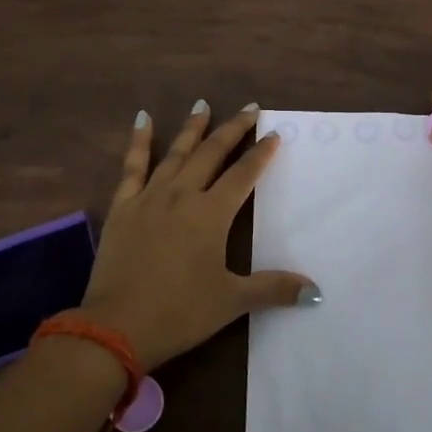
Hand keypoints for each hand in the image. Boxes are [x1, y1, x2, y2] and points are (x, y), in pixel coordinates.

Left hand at [74, 101, 316, 371]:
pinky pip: (132, 166)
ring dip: (192, 128)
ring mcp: (150, 197)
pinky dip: (139, 141)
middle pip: (212, 153)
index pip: (243, 175)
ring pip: (176, 153)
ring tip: (203, 104)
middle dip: (233, 129)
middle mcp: (183, 195)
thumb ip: (273, 289)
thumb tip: (316, 291)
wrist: (115, 327)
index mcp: (211, 214)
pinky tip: (143, 119)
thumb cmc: (179, 312)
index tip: (273, 134)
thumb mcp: (231, 301)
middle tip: (249, 108)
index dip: (261, 154)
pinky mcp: (123, 207)